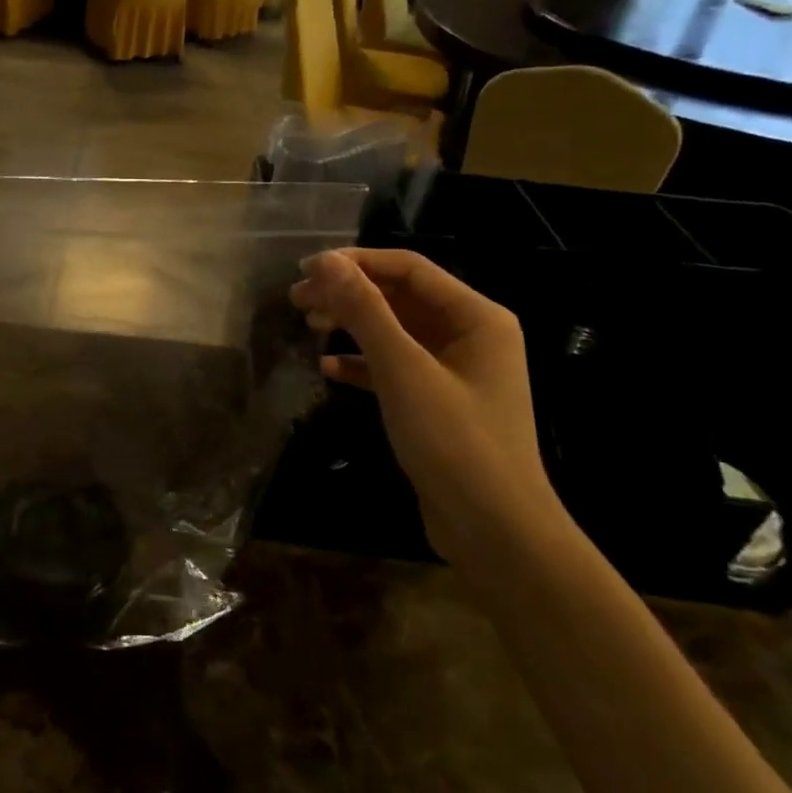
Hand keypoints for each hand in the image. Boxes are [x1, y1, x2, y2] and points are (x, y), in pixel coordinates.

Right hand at [290, 249, 565, 565]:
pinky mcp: (437, 401)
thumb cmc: (454, 441)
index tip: (306, 269)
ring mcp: (454, 370)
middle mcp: (469, 335)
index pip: (409, 269)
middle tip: (297, 298)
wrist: (494, 530)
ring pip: (394, 331)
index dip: (356, 262)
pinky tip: (328, 369)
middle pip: (399, 297)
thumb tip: (326, 262)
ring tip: (307, 323)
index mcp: (476, 317)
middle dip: (348, 293)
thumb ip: (365, 311)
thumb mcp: (403, 370)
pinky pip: (393, 367)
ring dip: (351, 324)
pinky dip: (361, 363)